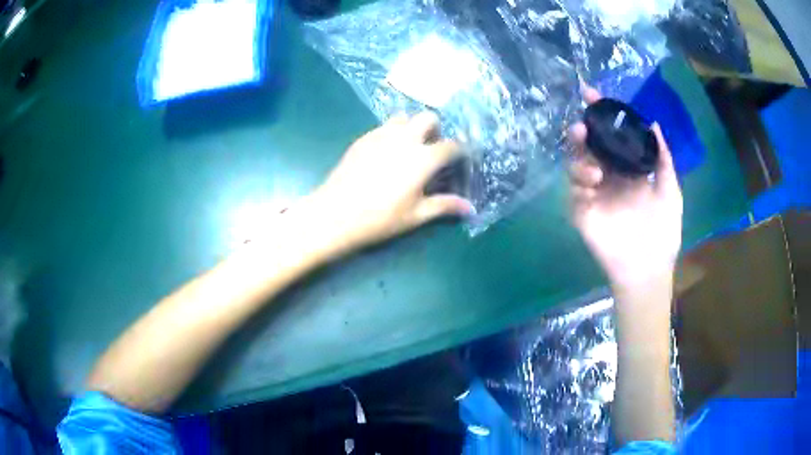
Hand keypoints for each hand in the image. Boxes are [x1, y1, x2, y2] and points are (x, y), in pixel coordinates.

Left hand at [305, 112, 474, 253]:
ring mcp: (381, 134)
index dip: (460, 151)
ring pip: (404, 117)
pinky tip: (385, 155)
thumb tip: (471, 208)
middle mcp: (405, 138)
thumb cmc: (380, 218)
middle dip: (435, 130)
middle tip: (431, 150)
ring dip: (412, 127)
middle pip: (428, 118)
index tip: (460, 160)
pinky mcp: (363, 138)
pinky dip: (392, 134)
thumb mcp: (416, 215)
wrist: (335, 213)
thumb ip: (445, 206)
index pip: (452, 145)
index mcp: (423, 157)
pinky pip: (383, 126)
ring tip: (408, 149)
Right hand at [568, 87, 682, 288]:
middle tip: (582, 127)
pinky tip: (591, 188)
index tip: (591, 94)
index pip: (610, 136)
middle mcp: (609, 176)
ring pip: (576, 165)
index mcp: (628, 169)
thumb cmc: (664, 231)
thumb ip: (661, 158)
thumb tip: (654, 123)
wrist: (649, 268)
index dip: (601, 115)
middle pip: (588, 146)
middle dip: (582, 132)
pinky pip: (573, 193)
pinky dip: (578, 186)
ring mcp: (594, 194)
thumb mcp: (669, 189)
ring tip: (594, 171)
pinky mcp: (583, 213)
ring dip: (579, 159)